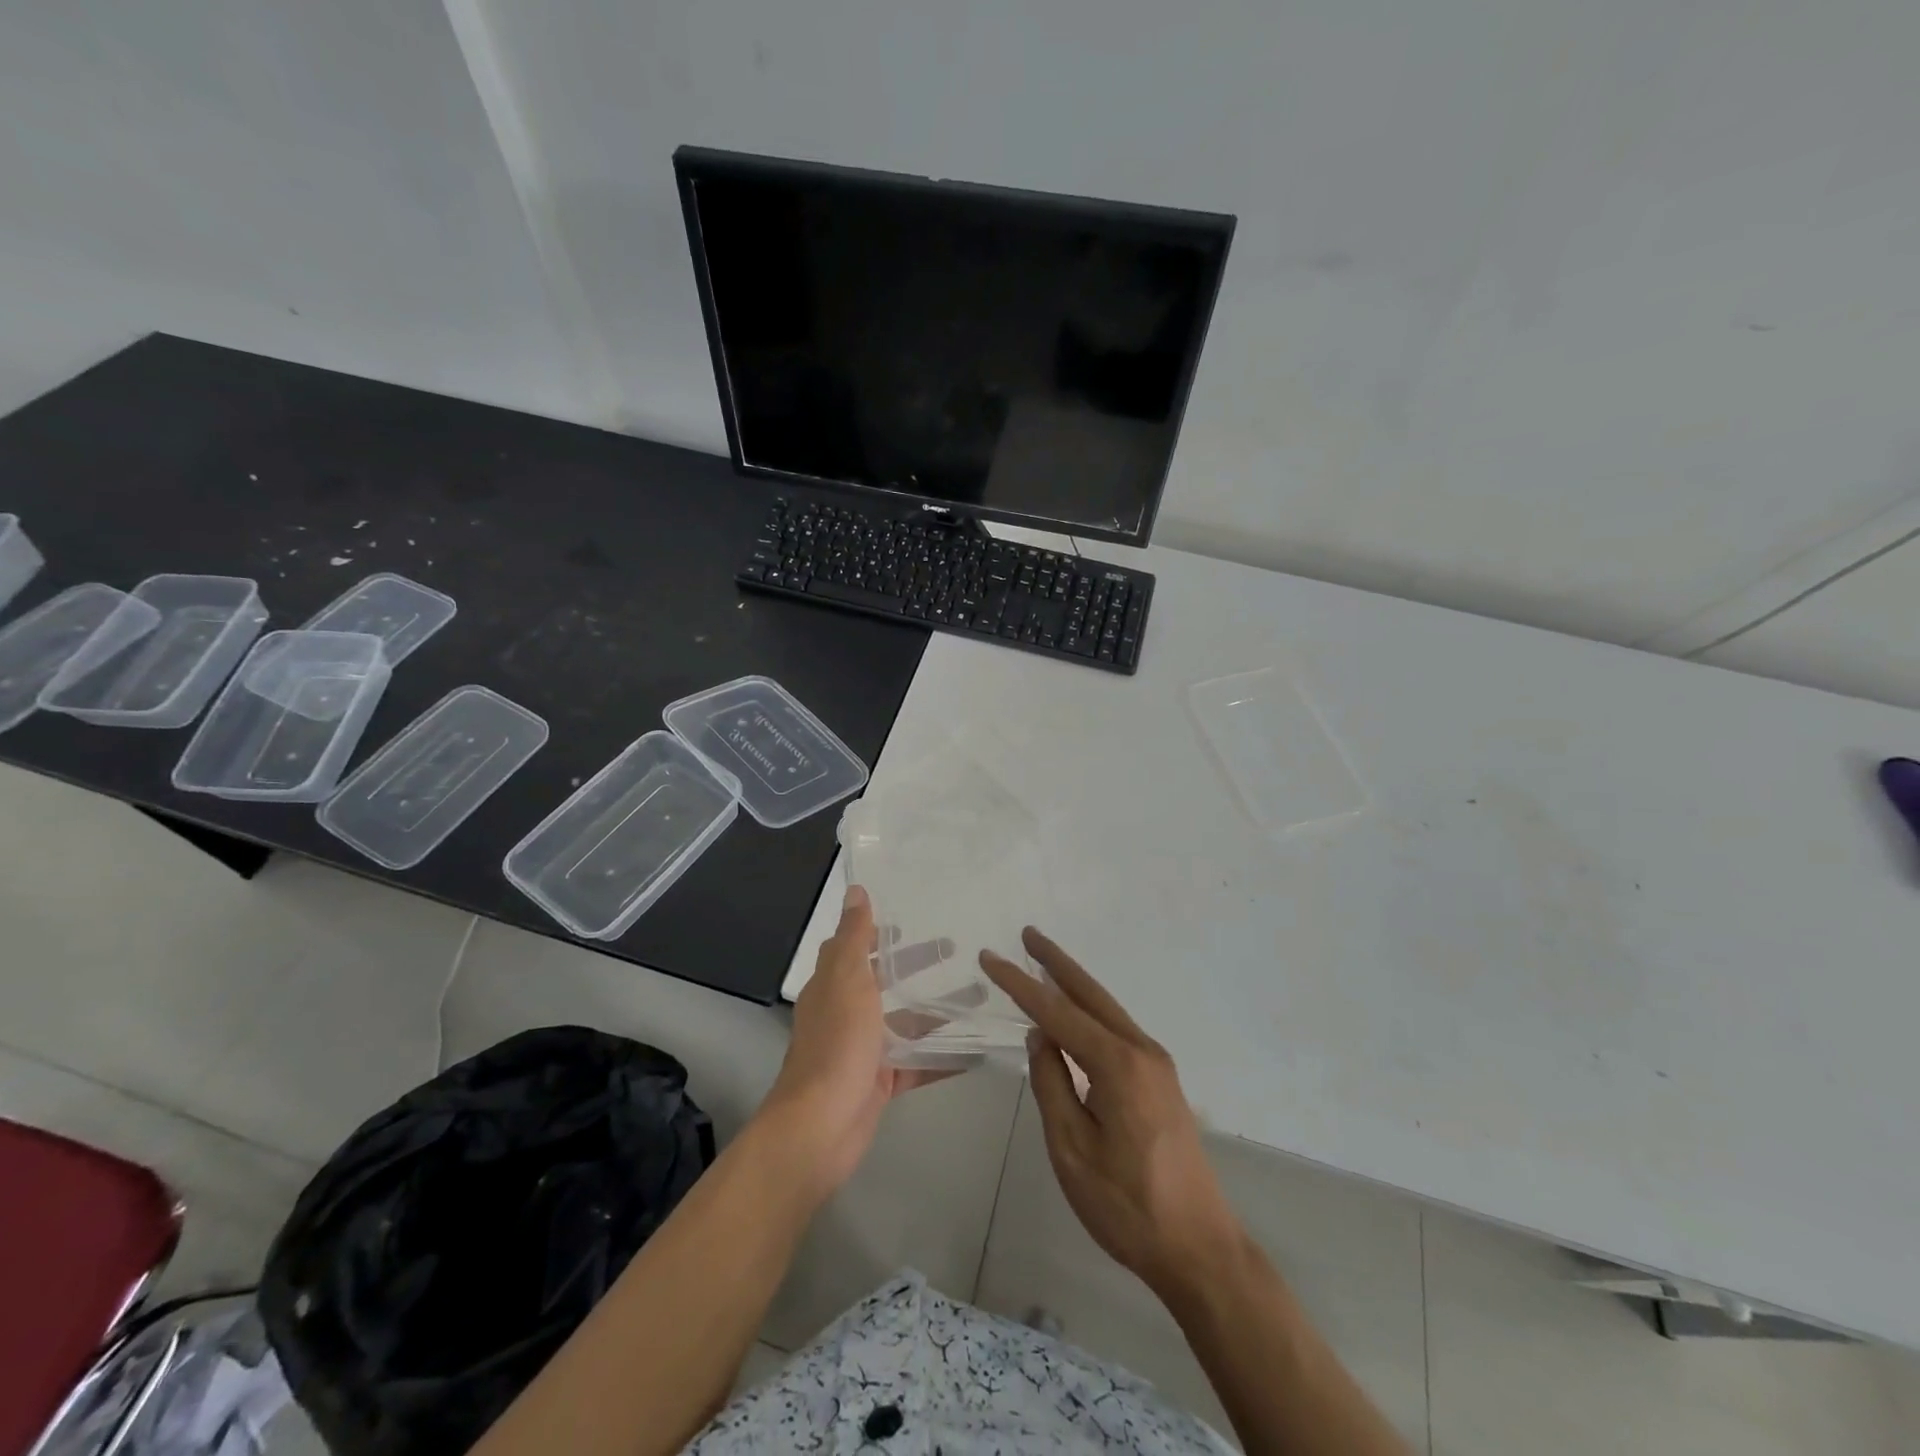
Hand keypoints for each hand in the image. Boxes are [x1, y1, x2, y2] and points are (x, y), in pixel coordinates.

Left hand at [761, 885, 948, 1198]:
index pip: (855, 947)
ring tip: (981, 995)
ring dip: (939, 1009)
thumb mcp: (848, 979)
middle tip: (957, 949)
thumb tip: (856, 890)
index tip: (912, 918)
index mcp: (834, 984)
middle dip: (918, 965)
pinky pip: (918, 1062)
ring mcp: (864, 1049)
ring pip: (907, 1022)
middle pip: (886, 981)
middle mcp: (847, 1013)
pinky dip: (944, 1055)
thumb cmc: (836, 1044)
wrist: (820, 1126)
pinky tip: (978, 1048)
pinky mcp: (881, 1082)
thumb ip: (855, 936)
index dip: (878, 932)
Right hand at [981, 929, 1244, 1303]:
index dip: (1020, 984)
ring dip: (1074, 984)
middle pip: (1090, 994)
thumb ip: (1052, 1085)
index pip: (1057, 1012)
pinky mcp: (1161, 1080)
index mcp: (1118, 1064)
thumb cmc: (1127, 1206)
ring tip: (1044, 963)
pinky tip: (1076, 1014)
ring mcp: (1156, 1064)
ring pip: (1107, 1009)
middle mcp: (1141, 1050)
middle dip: (1056, 962)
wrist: (1200, 1249)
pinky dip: (1090, 1011)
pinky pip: (1117, 1029)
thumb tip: (1041, 1036)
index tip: (990, 957)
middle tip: (1027, 934)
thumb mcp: (1072, 1150)